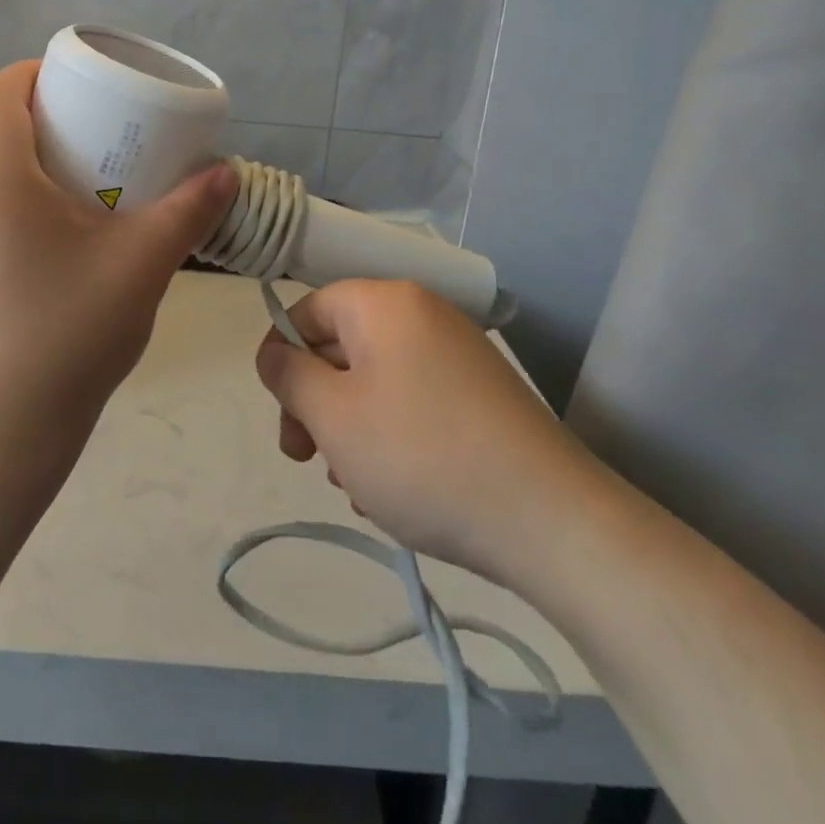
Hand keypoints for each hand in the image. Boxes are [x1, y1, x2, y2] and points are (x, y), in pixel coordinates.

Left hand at [0, 61, 237, 456]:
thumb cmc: (71, 332)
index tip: (76, 83)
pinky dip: (10, 212)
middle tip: (95, 137)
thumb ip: (188, 212)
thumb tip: (224, 173)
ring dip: (24, 169)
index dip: (34, 73)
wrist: (4, 432)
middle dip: (40, 121)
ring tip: (78, 192)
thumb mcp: (142, 265)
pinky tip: (49, 252)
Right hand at [255, 280, 595, 579]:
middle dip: (315, 403)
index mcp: (385, 303)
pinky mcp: (481, 394)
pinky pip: (413, 401)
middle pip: (342, 345)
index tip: (282, 416)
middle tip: (307, 460)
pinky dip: (391, 436)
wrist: (550, 520)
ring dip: (350, 428)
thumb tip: (274, 353)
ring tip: (356, 486)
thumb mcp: (333, 416)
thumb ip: (288, 375)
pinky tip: (393, 490)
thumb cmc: (420, 456)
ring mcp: (457, 354)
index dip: (282, 357)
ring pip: (375, 380)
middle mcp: (423, 314)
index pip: (309, 309)